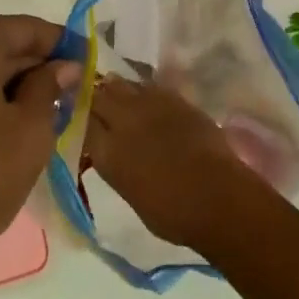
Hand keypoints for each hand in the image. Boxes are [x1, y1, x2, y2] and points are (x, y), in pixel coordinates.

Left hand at [0, 16, 78, 283]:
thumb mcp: (31, 129)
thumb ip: (50, 85)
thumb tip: (64, 66)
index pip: (24, 28)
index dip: (60, 43)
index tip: (88, 59)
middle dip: (35, 65)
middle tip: (74, 88)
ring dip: (12, 84)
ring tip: (50, 108)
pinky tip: (13, 123)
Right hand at [84, 77, 264, 250]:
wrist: (217, 197)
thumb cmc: (172, 214)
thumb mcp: (129, 193)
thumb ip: (115, 165)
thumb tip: (111, 151)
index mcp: (108, 152)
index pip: (82, 121)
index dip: (80, 118)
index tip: (80, 119)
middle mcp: (123, 121)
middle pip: (99, 96)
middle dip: (95, 97)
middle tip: (96, 103)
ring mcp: (150, 105)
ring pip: (123, 85)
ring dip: (117, 90)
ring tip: (119, 97)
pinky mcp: (175, 98)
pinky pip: (149, 87)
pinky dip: (143, 91)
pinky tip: (146, 99)